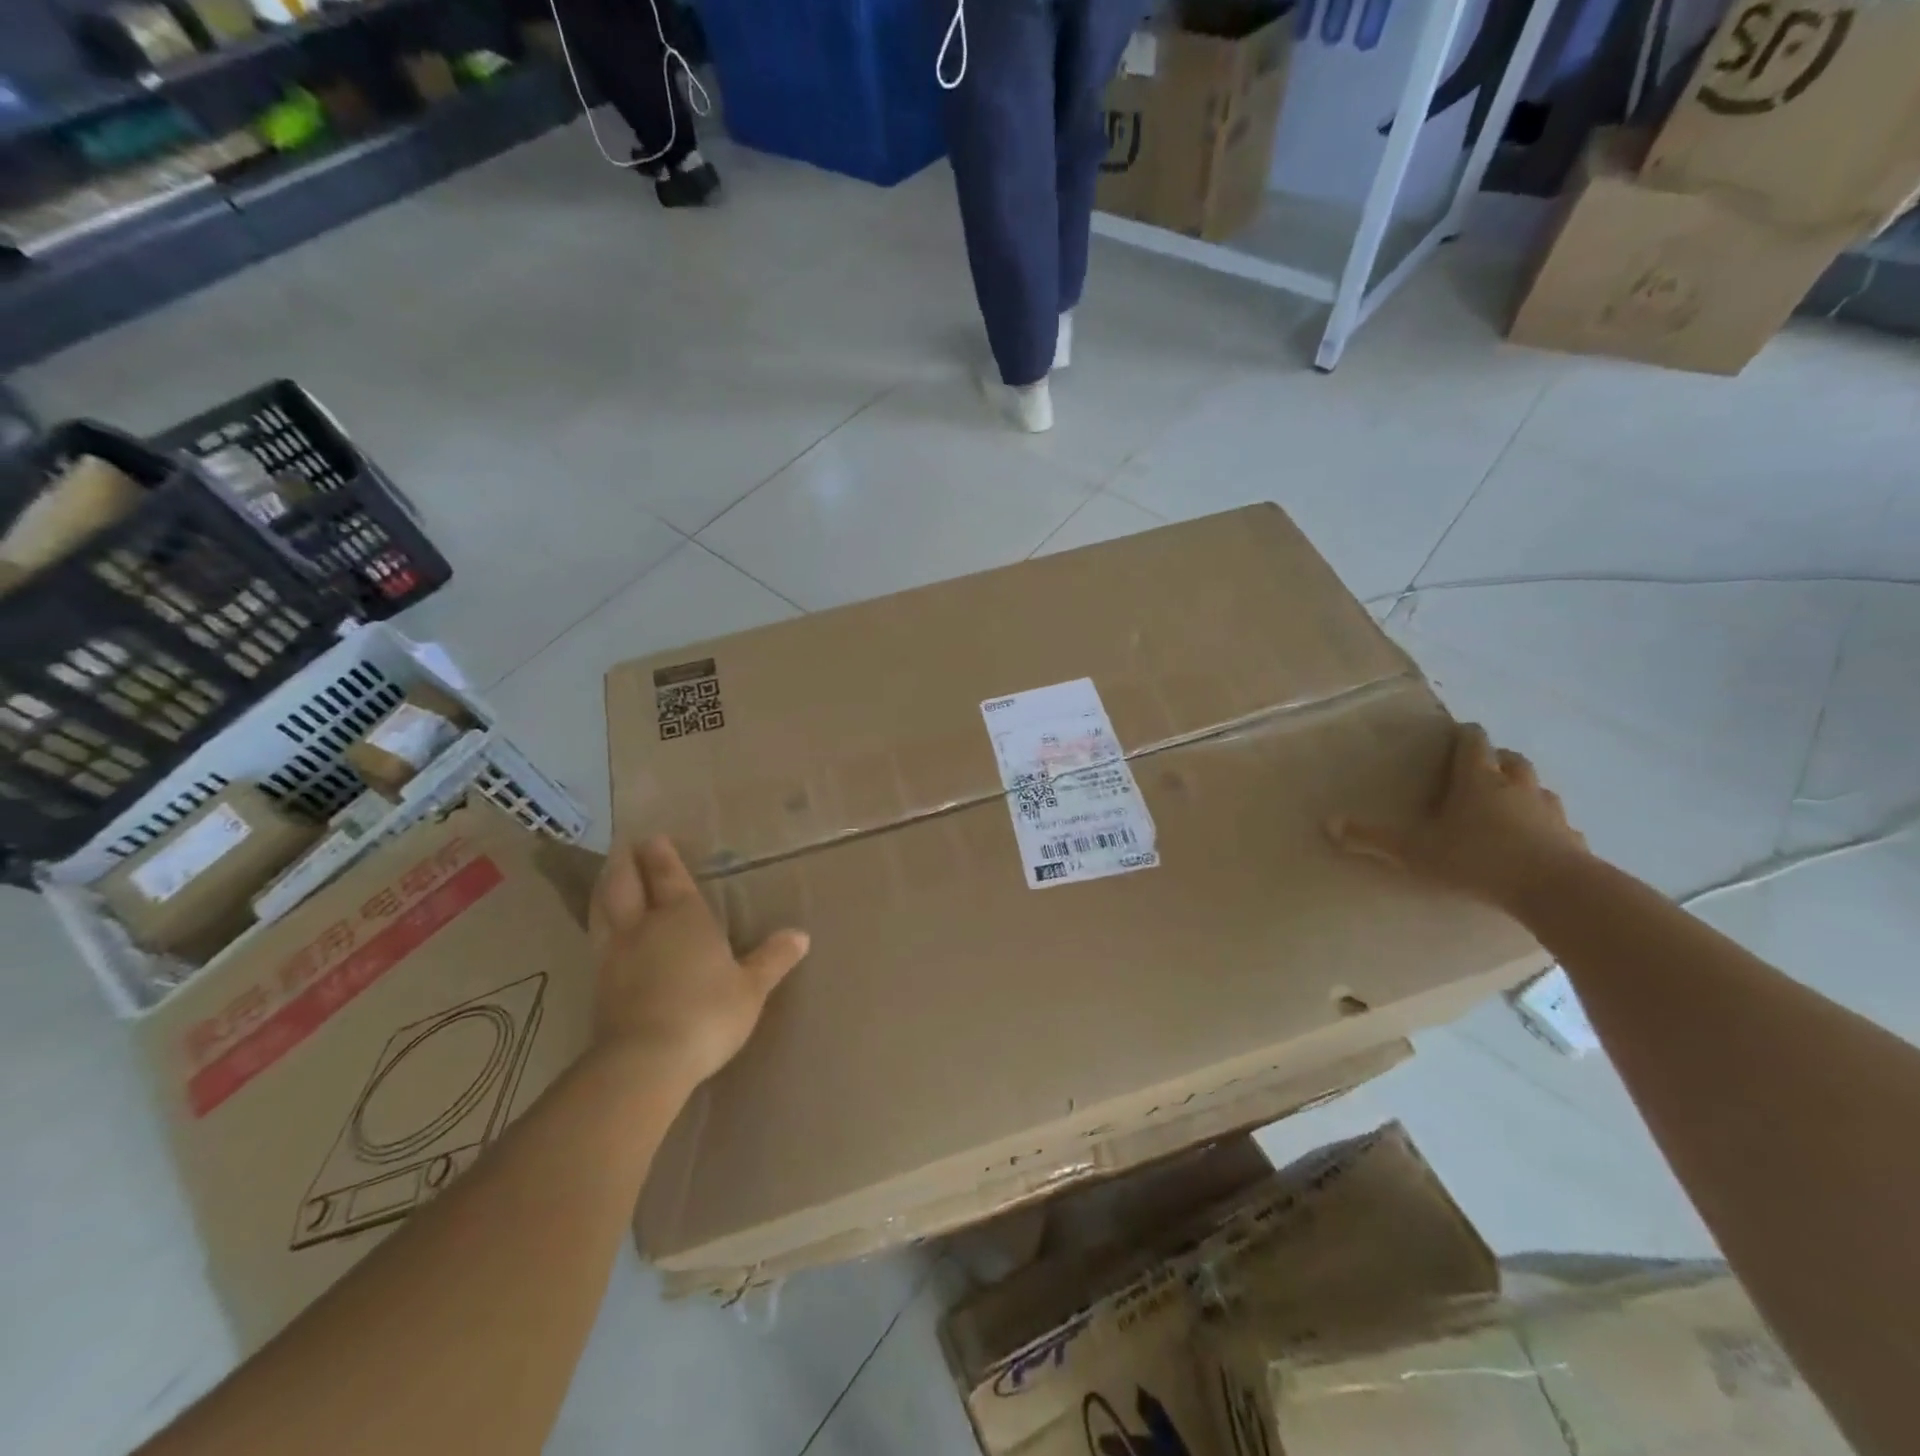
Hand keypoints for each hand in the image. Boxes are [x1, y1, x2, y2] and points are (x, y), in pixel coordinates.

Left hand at [587, 837, 809, 1087]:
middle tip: (625, 846)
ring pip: (603, 908)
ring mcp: (615, 953)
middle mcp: (645, 925)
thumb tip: (801, 935)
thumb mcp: (751, 988)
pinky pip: (596, 938)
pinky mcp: (598, 982)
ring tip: (607, 877)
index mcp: (684, 916)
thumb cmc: (708, 1014)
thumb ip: (773, 959)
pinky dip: (599, 922)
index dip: (661, 855)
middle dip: (625, 862)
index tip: (654, 837)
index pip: (669, 876)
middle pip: (625, 883)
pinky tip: (602, 929)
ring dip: (605, 887)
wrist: (645, 1061)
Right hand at [1328, 722, 1588, 911]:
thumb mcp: (1415, 851)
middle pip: (1510, 759)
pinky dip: (1548, 828)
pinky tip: (1539, 844)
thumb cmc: (1478, 859)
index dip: (1464, 736)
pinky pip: (1559, 826)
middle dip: (1496, 760)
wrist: (1557, 890)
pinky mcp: (1572, 840)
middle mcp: (1517, 786)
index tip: (1456, 734)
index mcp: (1478, 780)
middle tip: (1479, 770)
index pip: (1473, 742)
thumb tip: (1327, 823)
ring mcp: (1550, 812)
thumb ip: (1373, 838)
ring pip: (1538, 789)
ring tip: (1508, 806)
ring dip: (1524, 791)